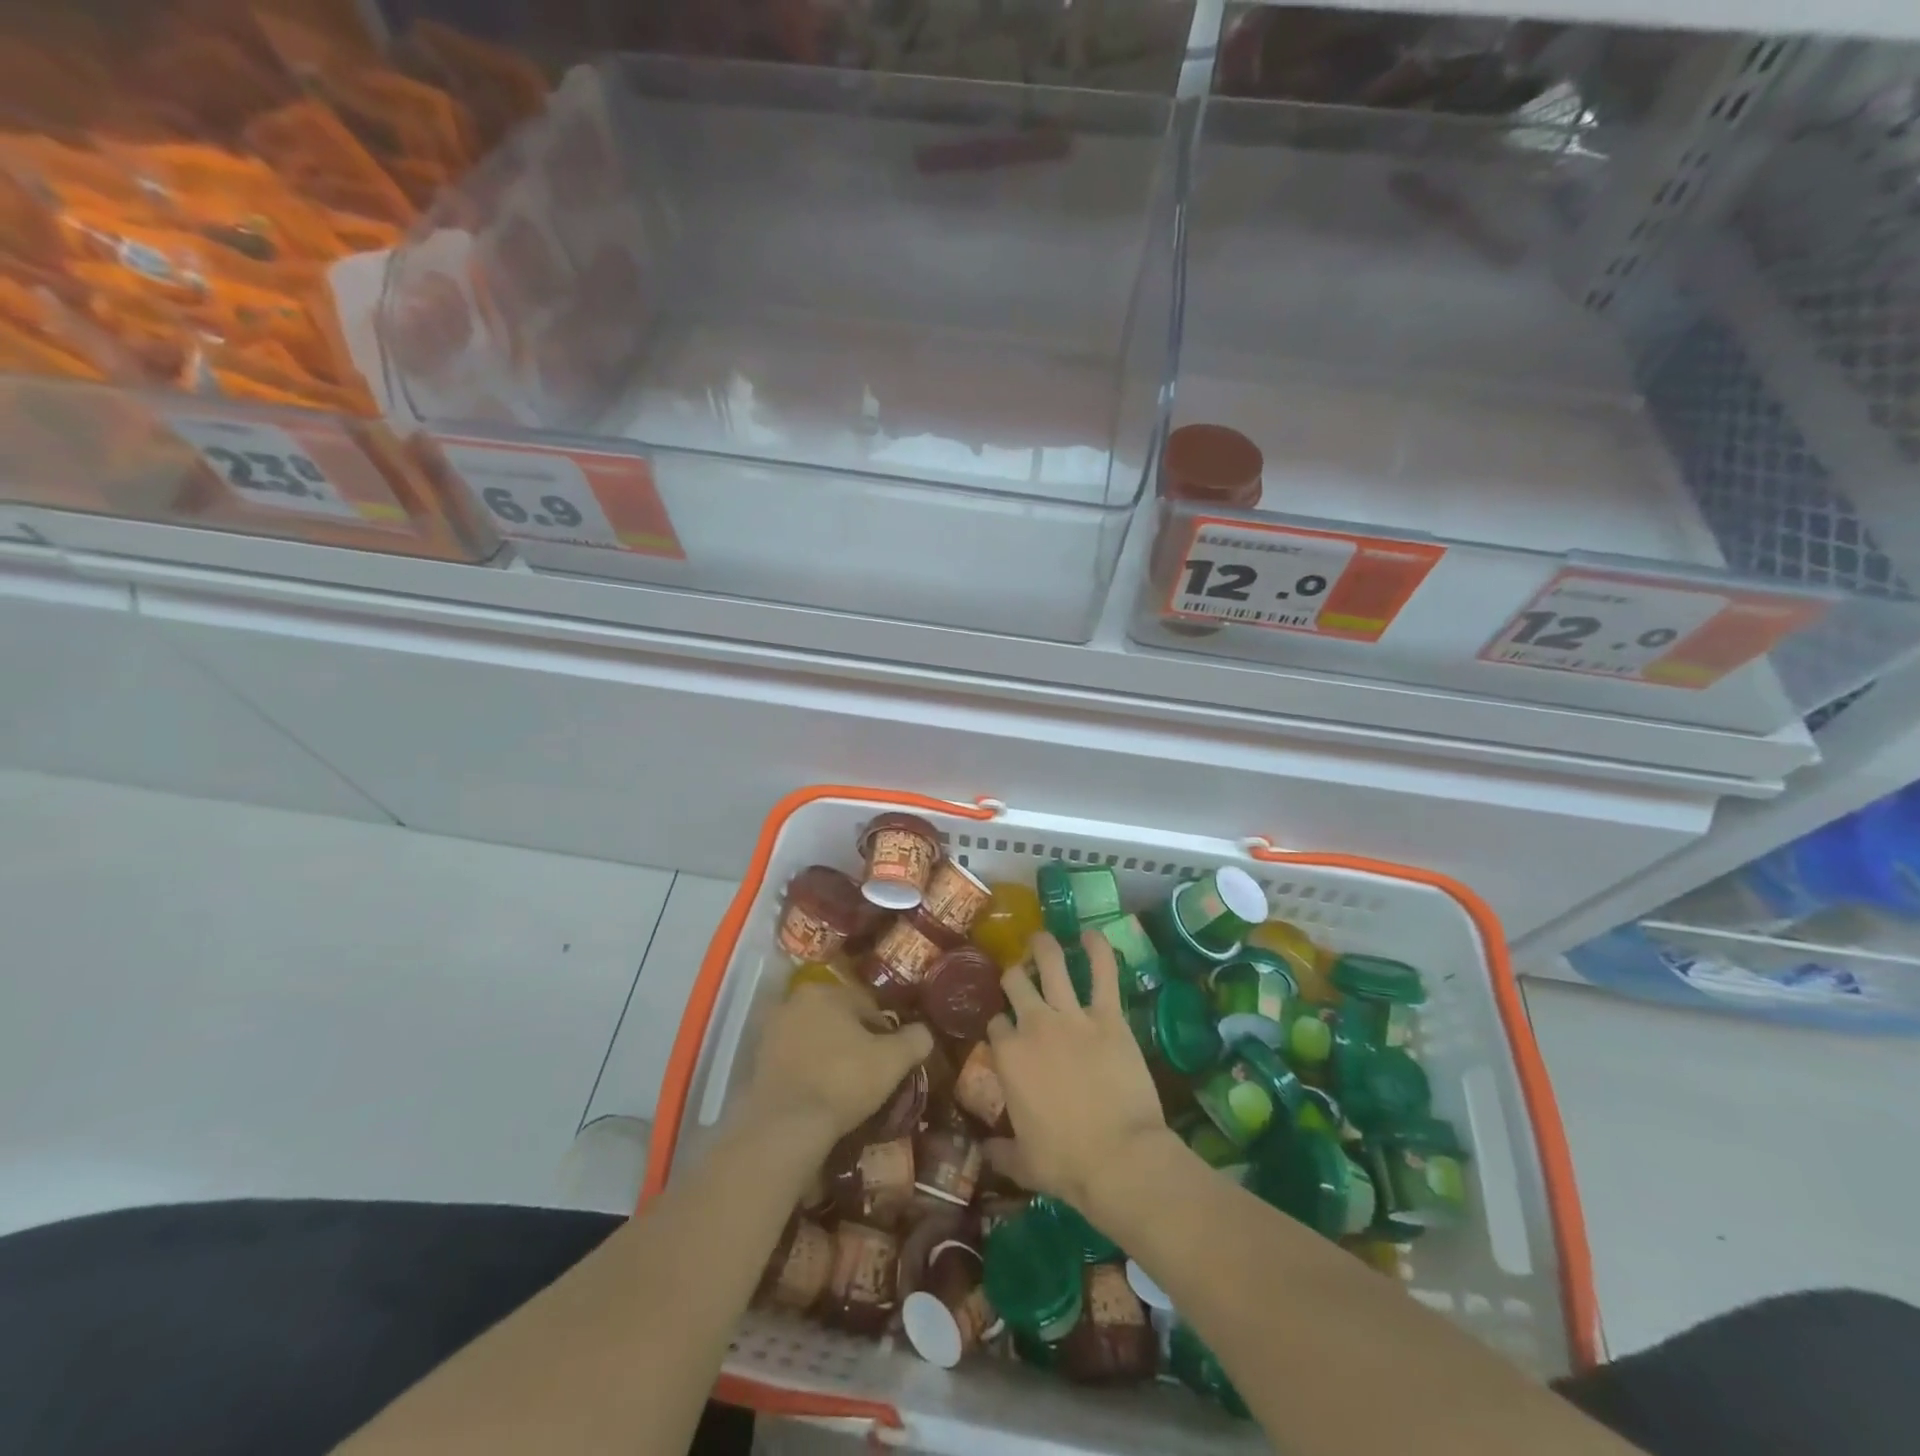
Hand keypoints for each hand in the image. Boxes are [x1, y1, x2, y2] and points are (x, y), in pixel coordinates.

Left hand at [743, 982, 933, 1152]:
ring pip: (815, 1039)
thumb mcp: (892, 1061)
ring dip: (830, 1056)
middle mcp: (793, 1002)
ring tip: (847, 1086)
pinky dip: (809, 1072)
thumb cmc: (843, 1081)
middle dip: (855, 1040)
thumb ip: (914, 1040)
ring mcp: (771, 1032)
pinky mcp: (757, 1063)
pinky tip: (822, 1095)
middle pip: (837, 1019)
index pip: (866, 1004)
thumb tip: (924, 1032)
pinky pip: (795, 1061)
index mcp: (824, 991)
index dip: (885, 1030)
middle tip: (872, 1071)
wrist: (785, 1127)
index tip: (893, 1056)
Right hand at [984, 931, 1175, 1216]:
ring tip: (1041, 938)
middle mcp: (1033, 1025)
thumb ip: (1000, 1152)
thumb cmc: (1066, 1164)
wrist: (1120, 1159)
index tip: (1006, 1030)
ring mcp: (1071, 1016)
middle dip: (1013, 976)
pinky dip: (1098, 949)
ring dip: (1043, 946)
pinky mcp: (1108, 1016)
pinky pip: (1103, 972)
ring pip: (1051, 963)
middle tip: (1019, 975)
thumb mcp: (1023, 1163)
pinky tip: (1091, 934)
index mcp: (1008, 1056)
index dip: (1000, 1024)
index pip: (996, 1024)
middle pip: (1015, 983)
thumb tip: (984, 1152)